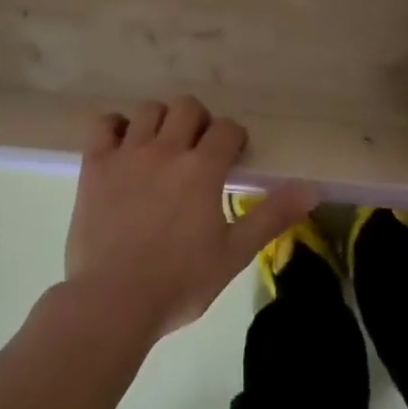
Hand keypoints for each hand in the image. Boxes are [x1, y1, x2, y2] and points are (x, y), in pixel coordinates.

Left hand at [64, 97, 316, 339]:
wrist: (113, 301)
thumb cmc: (180, 282)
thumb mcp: (234, 253)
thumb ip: (273, 215)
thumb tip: (313, 188)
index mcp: (202, 169)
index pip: (226, 129)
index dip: (233, 138)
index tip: (232, 157)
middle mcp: (166, 150)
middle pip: (187, 107)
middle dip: (198, 122)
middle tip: (198, 150)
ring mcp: (126, 154)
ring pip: (148, 110)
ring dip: (160, 121)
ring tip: (162, 147)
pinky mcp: (94, 165)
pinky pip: (103, 124)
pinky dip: (115, 127)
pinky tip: (122, 145)